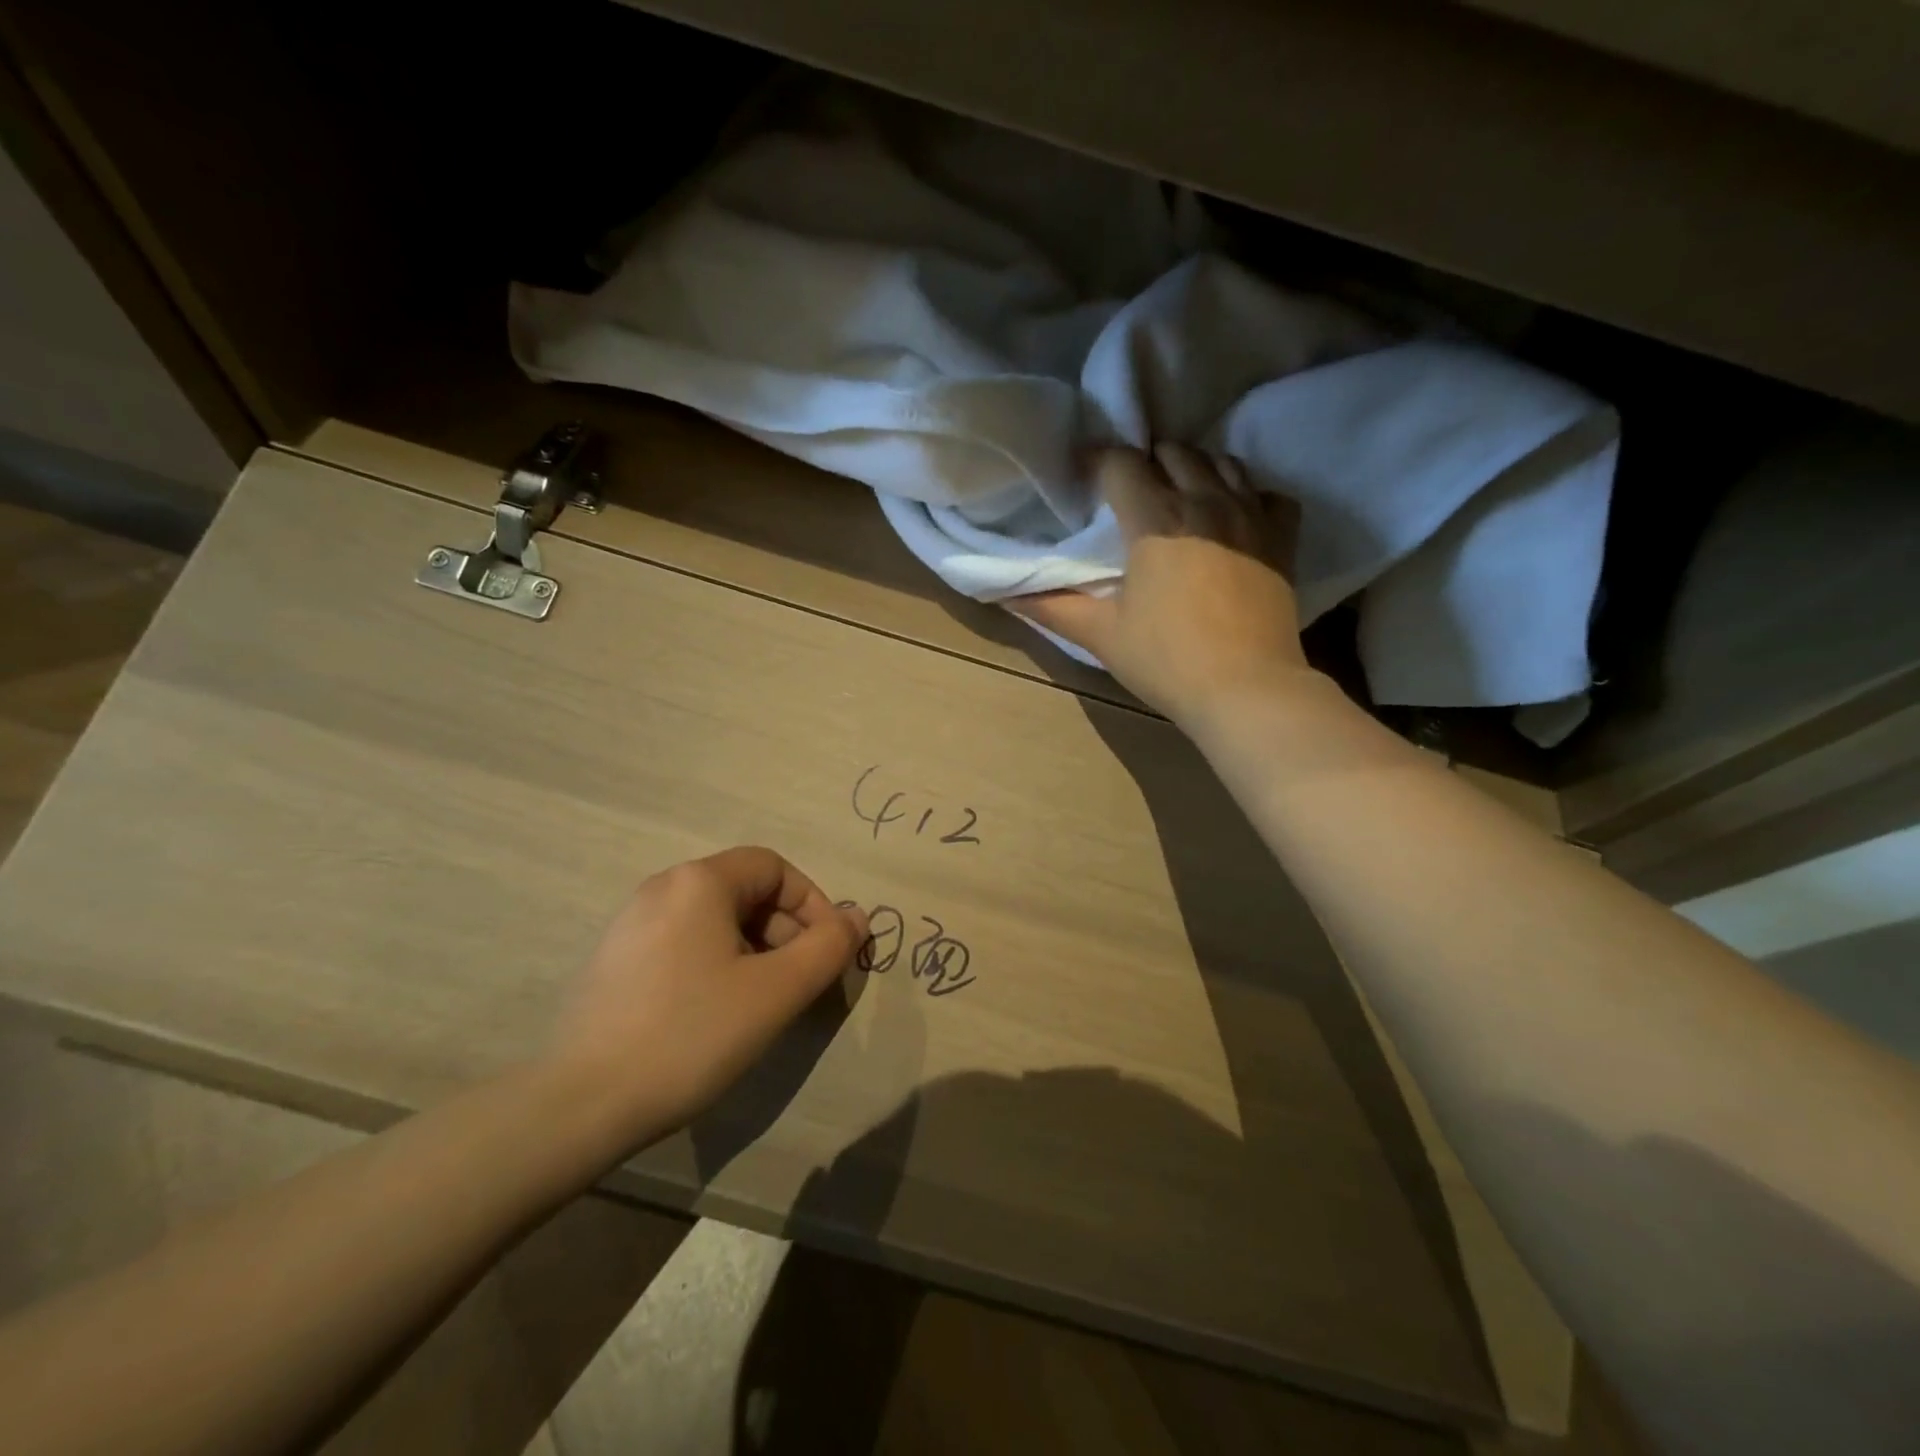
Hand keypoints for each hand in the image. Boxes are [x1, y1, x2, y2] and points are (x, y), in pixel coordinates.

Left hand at [544, 847, 867, 1151]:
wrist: (579, 1105)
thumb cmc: (690, 1035)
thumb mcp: (776, 992)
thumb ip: (828, 947)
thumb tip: (857, 916)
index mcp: (699, 881)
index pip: (775, 868)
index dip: (813, 904)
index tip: (827, 952)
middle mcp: (662, 888)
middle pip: (745, 891)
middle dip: (785, 931)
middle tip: (799, 984)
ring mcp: (630, 924)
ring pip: (716, 920)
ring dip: (755, 951)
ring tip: (762, 1003)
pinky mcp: (613, 960)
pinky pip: (684, 943)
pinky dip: (717, 964)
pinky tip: (716, 1014)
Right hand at [1013, 444, 1310, 728]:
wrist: (1246, 689)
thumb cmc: (1166, 660)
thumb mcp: (1100, 635)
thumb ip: (1051, 607)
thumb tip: (1005, 593)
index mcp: (1155, 519)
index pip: (1121, 462)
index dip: (1096, 463)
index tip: (1083, 480)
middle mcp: (1204, 501)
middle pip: (1173, 451)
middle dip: (1145, 462)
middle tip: (1129, 494)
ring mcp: (1250, 515)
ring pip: (1221, 462)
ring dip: (1194, 470)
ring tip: (1178, 498)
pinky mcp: (1281, 537)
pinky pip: (1267, 493)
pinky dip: (1247, 495)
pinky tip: (1232, 519)